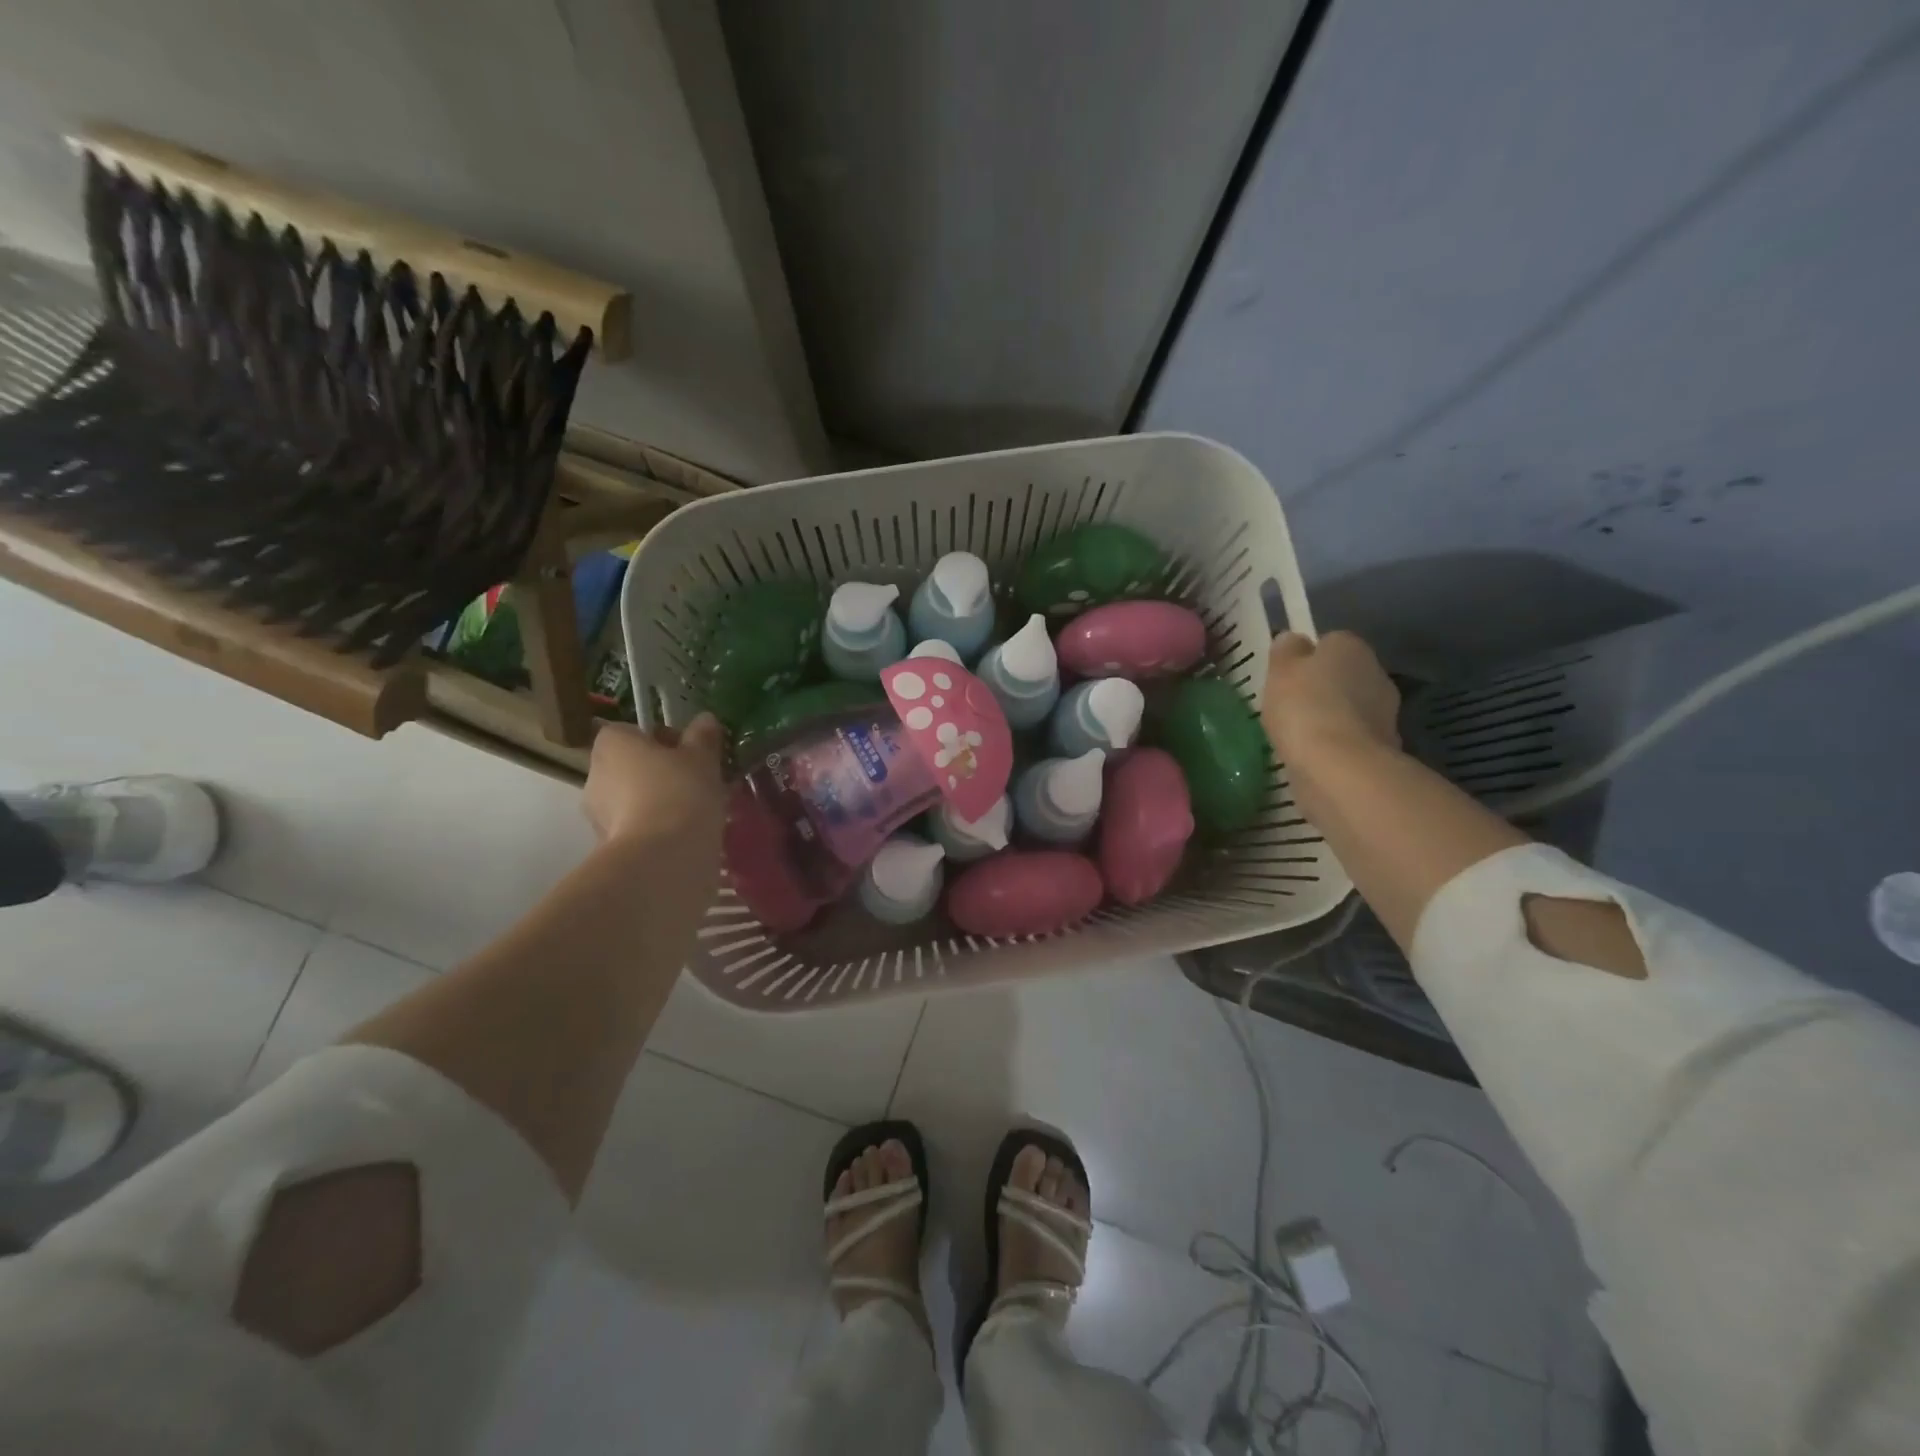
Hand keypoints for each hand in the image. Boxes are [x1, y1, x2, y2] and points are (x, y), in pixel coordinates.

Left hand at [583, 715, 725, 852]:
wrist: (663, 857)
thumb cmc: (680, 792)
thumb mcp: (702, 758)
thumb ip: (703, 736)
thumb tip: (705, 719)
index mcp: (612, 744)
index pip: (631, 731)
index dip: (661, 739)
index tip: (689, 753)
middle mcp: (595, 774)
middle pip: (632, 765)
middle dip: (661, 772)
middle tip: (697, 782)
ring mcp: (598, 814)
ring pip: (635, 798)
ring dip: (659, 801)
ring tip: (697, 812)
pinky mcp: (609, 847)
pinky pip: (637, 827)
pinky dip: (657, 828)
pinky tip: (686, 835)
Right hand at [1261, 631, 1401, 766]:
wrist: (1339, 766)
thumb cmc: (1304, 707)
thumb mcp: (1280, 670)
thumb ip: (1286, 650)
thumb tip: (1293, 640)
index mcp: (1351, 646)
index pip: (1328, 642)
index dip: (1305, 657)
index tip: (1285, 676)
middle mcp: (1375, 672)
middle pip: (1342, 675)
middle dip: (1321, 687)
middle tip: (1289, 706)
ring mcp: (1385, 712)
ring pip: (1349, 707)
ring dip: (1330, 717)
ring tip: (1299, 735)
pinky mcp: (1383, 747)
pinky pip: (1352, 737)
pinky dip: (1336, 744)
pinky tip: (1315, 756)